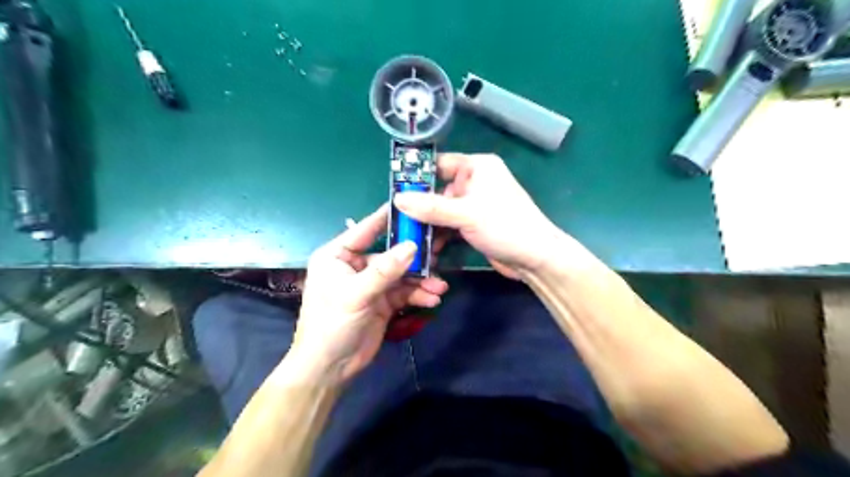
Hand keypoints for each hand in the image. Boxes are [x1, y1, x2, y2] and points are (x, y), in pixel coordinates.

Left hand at [293, 203, 447, 382]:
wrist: (329, 368)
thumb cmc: (331, 325)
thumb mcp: (356, 294)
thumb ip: (385, 270)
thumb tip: (412, 246)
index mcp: (338, 255)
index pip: (365, 229)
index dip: (388, 218)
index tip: (412, 205)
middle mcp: (356, 266)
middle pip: (391, 254)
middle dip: (414, 259)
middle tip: (438, 254)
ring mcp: (371, 284)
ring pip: (401, 275)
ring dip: (421, 281)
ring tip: (440, 286)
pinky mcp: (383, 302)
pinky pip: (405, 293)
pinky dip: (419, 295)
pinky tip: (433, 299)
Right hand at [395, 153, 565, 278]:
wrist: (535, 259)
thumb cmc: (506, 226)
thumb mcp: (466, 214)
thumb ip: (432, 207)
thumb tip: (397, 199)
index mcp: (477, 167)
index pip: (439, 164)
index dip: (416, 176)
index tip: (394, 190)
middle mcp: (474, 182)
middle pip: (437, 190)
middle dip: (419, 206)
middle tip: (397, 219)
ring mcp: (474, 205)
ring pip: (441, 210)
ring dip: (427, 224)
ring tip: (408, 237)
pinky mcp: (474, 224)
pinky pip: (449, 225)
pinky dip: (438, 234)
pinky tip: (424, 247)